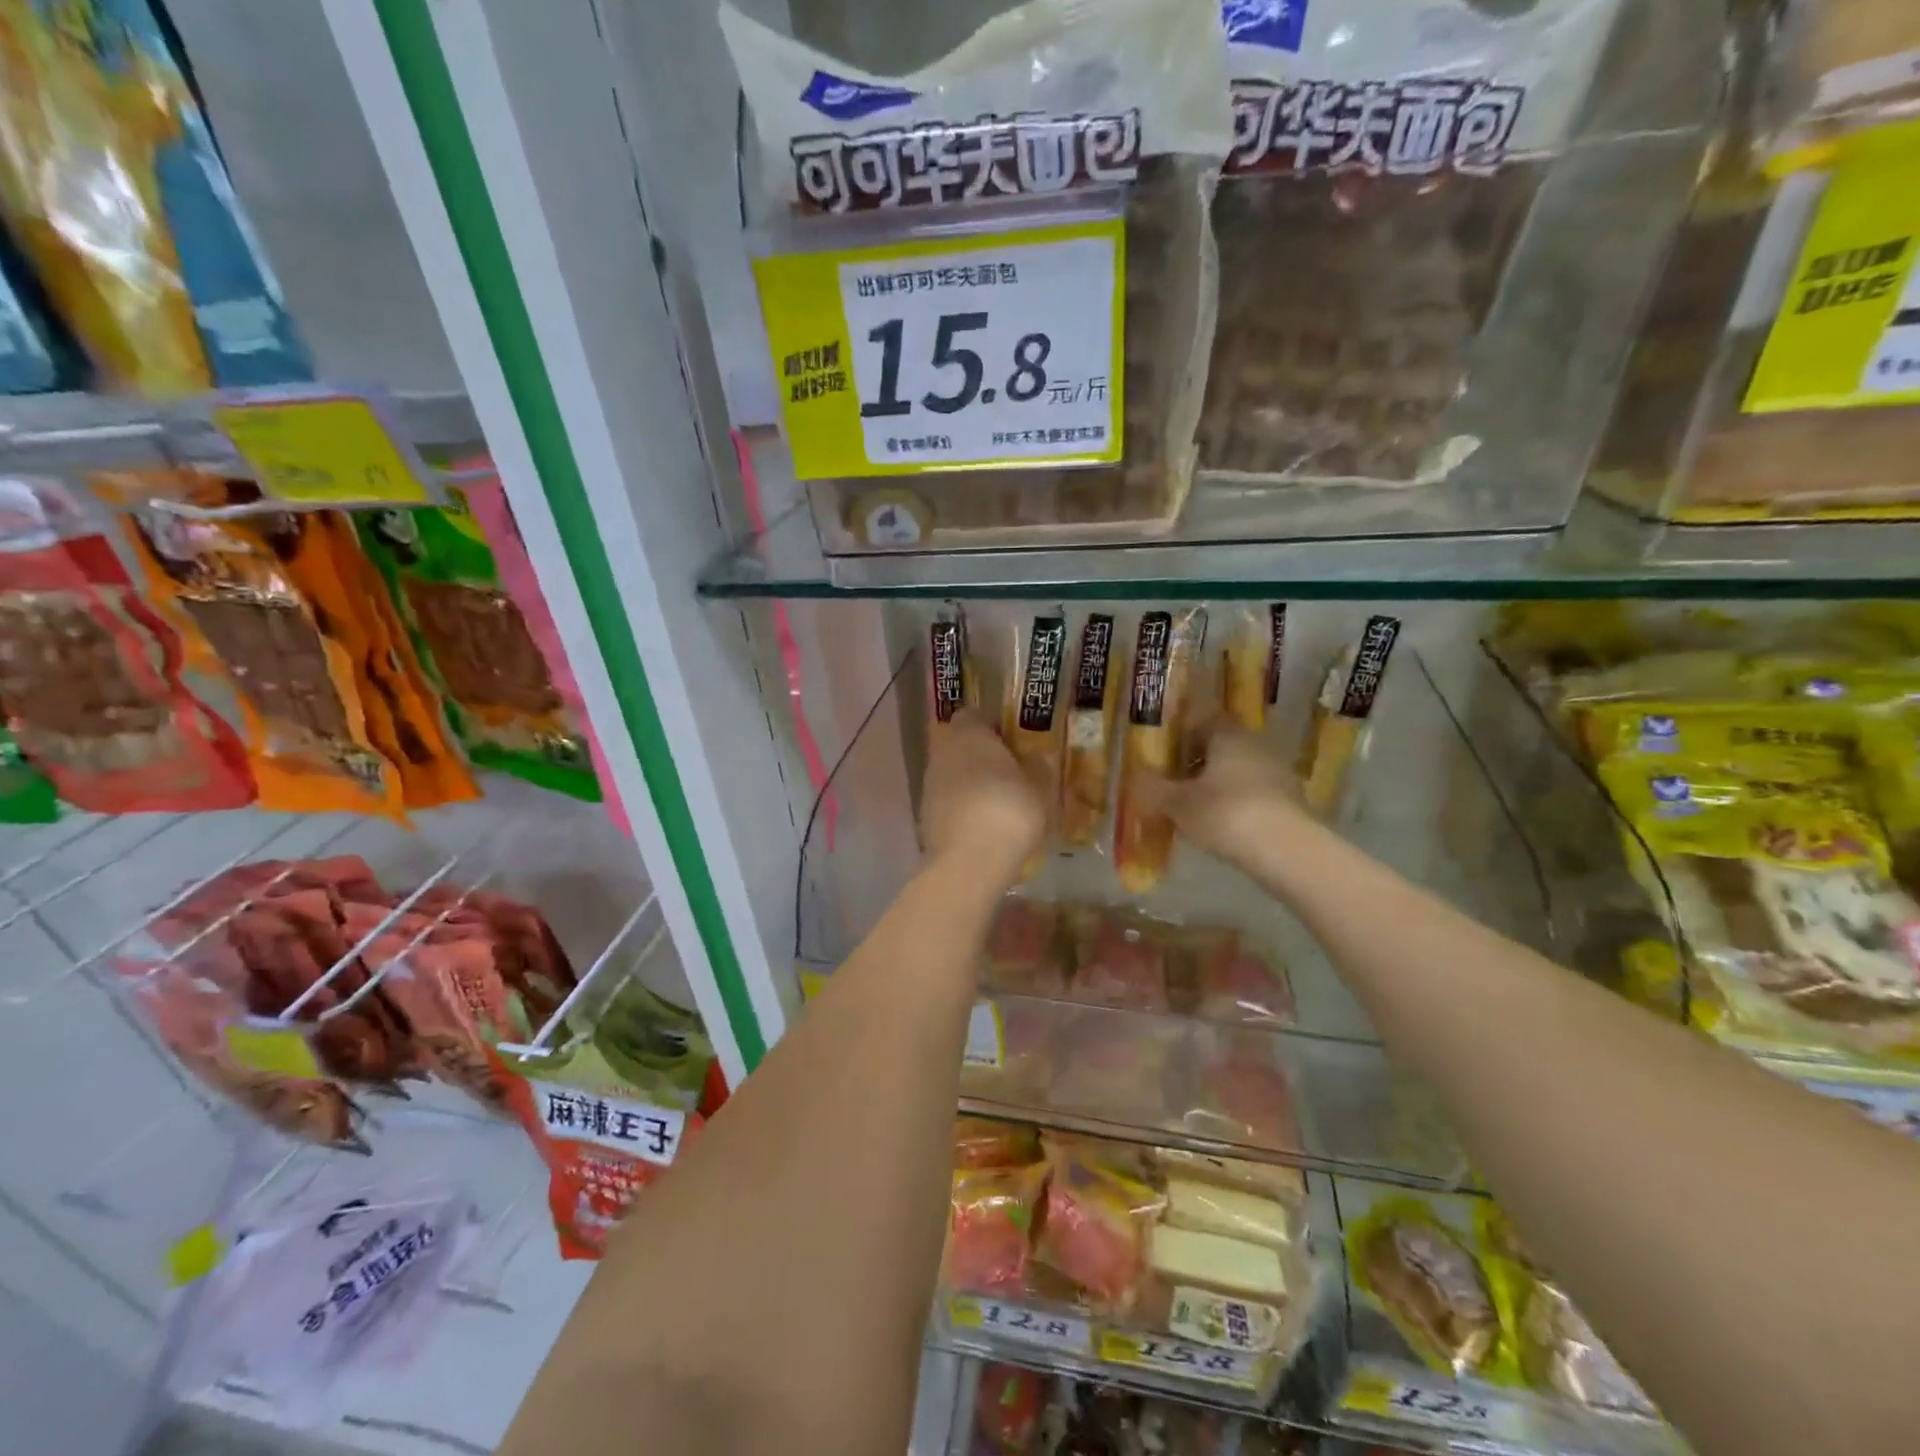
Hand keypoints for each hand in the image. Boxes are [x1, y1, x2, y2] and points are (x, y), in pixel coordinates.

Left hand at [920, 710, 1045, 887]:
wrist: (968, 862)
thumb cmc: (1009, 811)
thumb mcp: (1040, 788)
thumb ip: (1039, 767)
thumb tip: (1037, 757)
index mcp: (969, 734)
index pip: (973, 715)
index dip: (992, 725)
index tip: (1012, 742)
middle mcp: (943, 752)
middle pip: (959, 744)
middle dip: (980, 755)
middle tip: (1009, 773)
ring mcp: (929, 785)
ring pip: (952, 774)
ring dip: (970, 783)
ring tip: (998, 804)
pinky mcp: (925, 816)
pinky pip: (948, 802)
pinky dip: (962, 808)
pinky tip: (983, 827)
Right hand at [1141, 721, 1308, 869]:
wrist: (1287, 851)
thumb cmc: (1225, 813)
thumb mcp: (1177, 803)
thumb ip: (1153, 788)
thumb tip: (1135, 775)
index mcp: (1228, 735)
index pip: (1205, 719)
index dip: (1183, 733)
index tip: (1165, 753)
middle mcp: (1256, 745)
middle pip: (1222, 746)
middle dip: (1198, 762)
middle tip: (1174, 782)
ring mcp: (1278, 773)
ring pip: (1239, 771)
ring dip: (1218, 784)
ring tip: (1194, 809)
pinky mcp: (1290, 802)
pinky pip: (1254, 795)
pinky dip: (1236, 804)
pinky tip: (1222, 827)